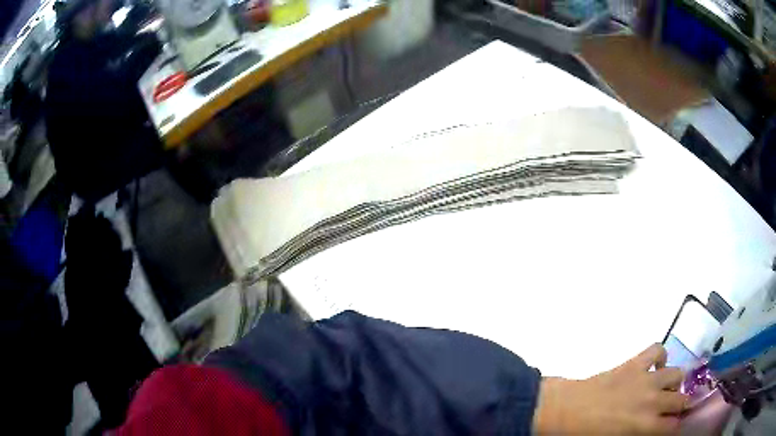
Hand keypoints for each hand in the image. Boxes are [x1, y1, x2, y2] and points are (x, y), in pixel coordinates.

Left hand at [533, 344, 687, 434]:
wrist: (564, 411)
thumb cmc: (585, 434)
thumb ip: (638, 435)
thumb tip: (649, 430)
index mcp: (645, 425)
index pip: (673, 426)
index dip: (677, 426)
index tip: (676, 426)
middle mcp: (652, 400)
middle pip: (680, 399)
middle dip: (681, 405)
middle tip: (674, 409)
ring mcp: (646, 378)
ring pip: (677, 373)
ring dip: (674, 382)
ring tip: (665, 388)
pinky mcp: (635, 362)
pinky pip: (657, 349)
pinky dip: (660, 356)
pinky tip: (654, 366)